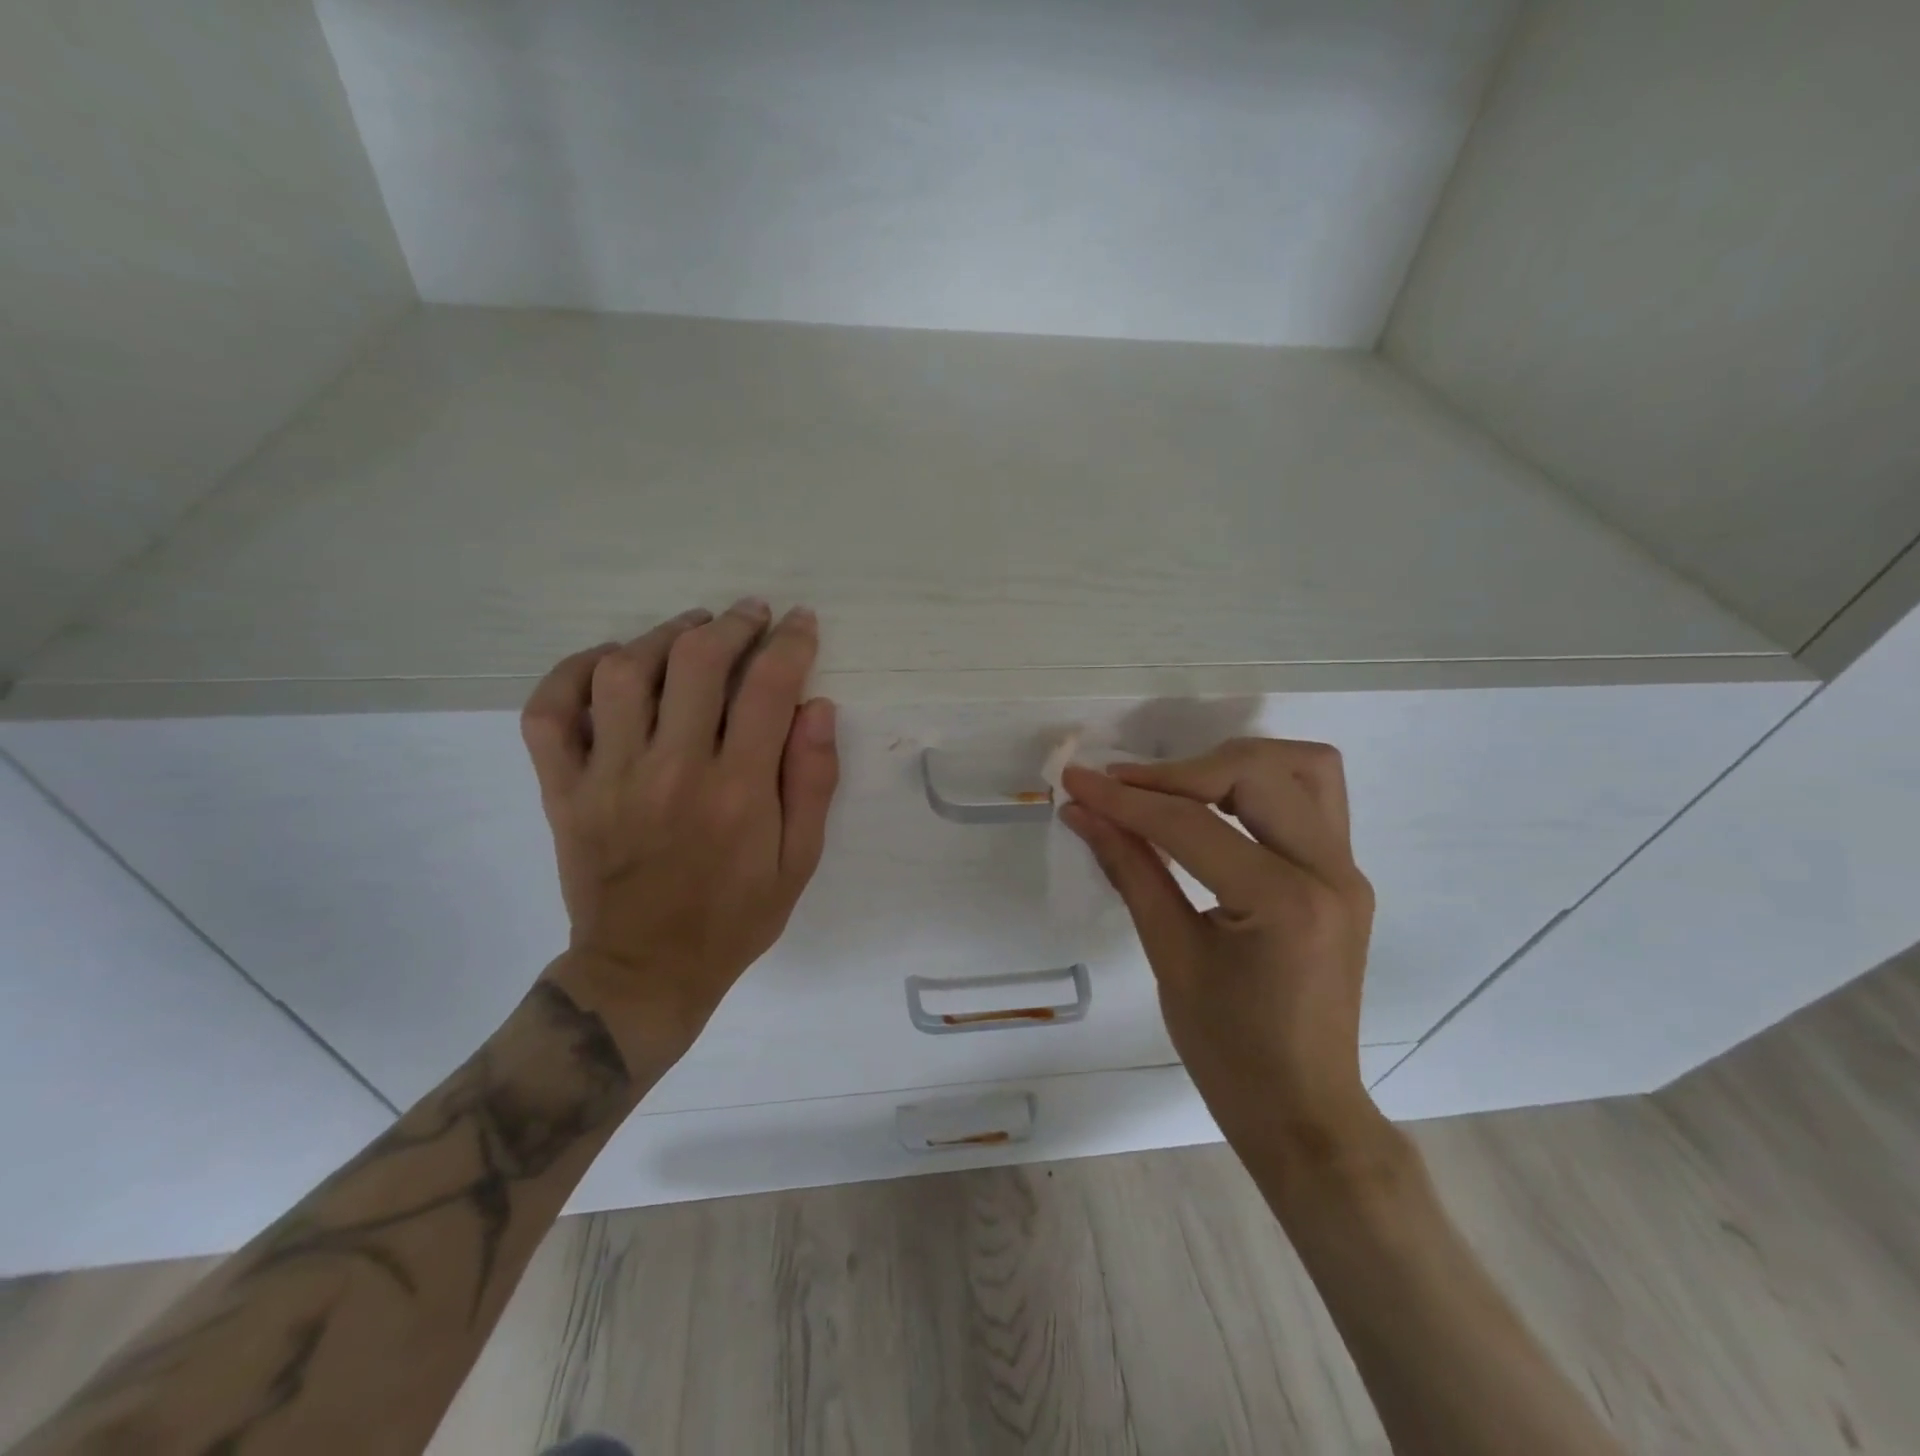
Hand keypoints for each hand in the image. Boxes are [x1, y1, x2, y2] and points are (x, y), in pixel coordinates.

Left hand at [519, 599, 840, 1058]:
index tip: (800, 623)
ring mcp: (608, 777)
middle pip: (696, 662)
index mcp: (737, 791)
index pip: (767, 688)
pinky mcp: (564, 789)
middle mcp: (671, 770)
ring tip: (690, 629)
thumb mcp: (799, 862)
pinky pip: (549, 712)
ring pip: (624, 672)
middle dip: (732, 625)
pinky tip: (608, 662)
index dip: (790, 643)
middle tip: (750, 615)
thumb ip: (812, 782)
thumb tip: (816, 707)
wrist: (644, 971)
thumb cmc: (734, 919)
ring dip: (662, 635)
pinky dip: (572, 673)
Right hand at [1060, 739, 1385, 1169]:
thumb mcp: (1170, 957)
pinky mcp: (1345, 876)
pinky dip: (1261, 784)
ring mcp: (1347, 871)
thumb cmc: (1229, 1053)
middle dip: (1180, 771)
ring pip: (1303, 767)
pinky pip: (1312, 797)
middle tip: (1125, 790)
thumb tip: (1082, 812)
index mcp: (1284, 902)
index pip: (1191, 824)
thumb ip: (1130, 870)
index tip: (1074, 780)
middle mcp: (1330, 872)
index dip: (1124, 799)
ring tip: (1178, 788)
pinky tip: (1217, 808)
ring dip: (1234, 763)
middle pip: (1255, 772)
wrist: (1304, 1112)